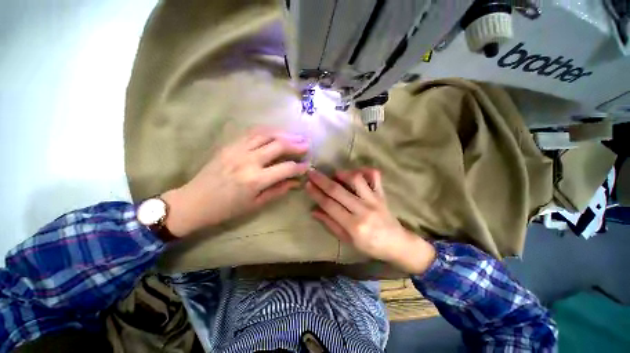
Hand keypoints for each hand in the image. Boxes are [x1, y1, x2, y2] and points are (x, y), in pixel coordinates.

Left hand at [162, 129, 309, 236]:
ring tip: (296, 135)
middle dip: (296, 143)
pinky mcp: (230, 145)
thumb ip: (278, 190)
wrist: (194, 201)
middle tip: (307, 143)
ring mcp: (237, 149)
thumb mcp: (255, 204)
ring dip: (284, 133)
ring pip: (266, 134)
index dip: (299, 167)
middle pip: (278, 145)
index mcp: (255, 179)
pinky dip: (268, 130)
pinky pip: (252, 132)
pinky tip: (277, 132)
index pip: (285, 168)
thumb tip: (295, 182)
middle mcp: (248, 160)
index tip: (307, 165)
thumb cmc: (226, 208)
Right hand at [305, 168, 435, 273]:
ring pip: (356, 179)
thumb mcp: (348, 240)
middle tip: (311, 173)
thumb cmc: (370, 246)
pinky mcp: (382, 194)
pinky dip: (364, 170)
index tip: (307, 184)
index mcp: (354, 225)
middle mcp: (363, 210)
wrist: (397, 244)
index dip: (316, 194)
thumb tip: (314, 211)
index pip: (330, 205)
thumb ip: (331, 224)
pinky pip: (374, 176)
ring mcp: (374, 200)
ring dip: (342, 174)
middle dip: (322, 180)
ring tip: (334, 174)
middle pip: (338, 191)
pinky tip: (356, 172)